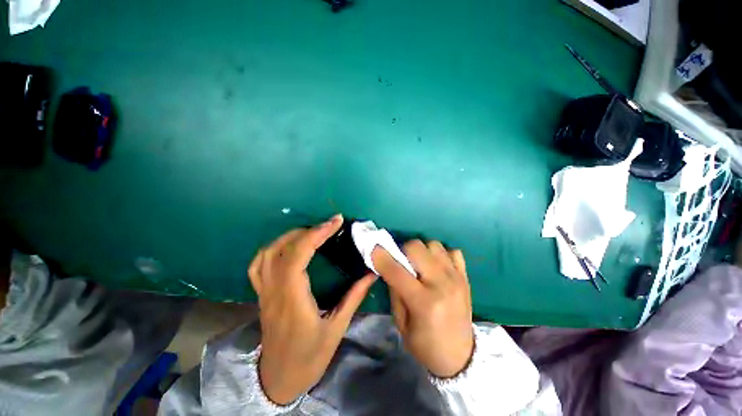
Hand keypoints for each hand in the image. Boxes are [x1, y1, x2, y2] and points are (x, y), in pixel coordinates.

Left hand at [248, 215, 375, 404]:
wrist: (279, 379)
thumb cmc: (309, 357)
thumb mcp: (337, 328)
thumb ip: (354, 297)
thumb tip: (371, 273)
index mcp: (293, 300)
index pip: (299, 256)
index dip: (317, 234)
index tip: (336, 222)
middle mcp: (274, 291)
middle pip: (284, 249)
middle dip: (309, 230)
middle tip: (330, 225)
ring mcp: (264, 292)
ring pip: (268, 253)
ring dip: (291, 235)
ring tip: (312, 231)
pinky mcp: (262, 293)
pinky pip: (259, 264)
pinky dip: (273, 248)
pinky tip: (289, 245)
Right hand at [372, 240, 473, 377]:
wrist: (460, 356)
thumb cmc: (425, 344)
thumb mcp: (401, 323)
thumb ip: (395, 291)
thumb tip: (388, 266)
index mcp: (423, 302)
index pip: (397, 271)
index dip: (381, 256)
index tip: (373, 249)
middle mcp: (442, 285)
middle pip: (417, 248)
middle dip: (403, 250)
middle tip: (402, 261)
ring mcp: (456, 278)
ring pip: (434, 244)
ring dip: (422, 251)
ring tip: (420, 265)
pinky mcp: (465, 277)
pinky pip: (452, 251)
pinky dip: (441, 255)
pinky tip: (437, 267)